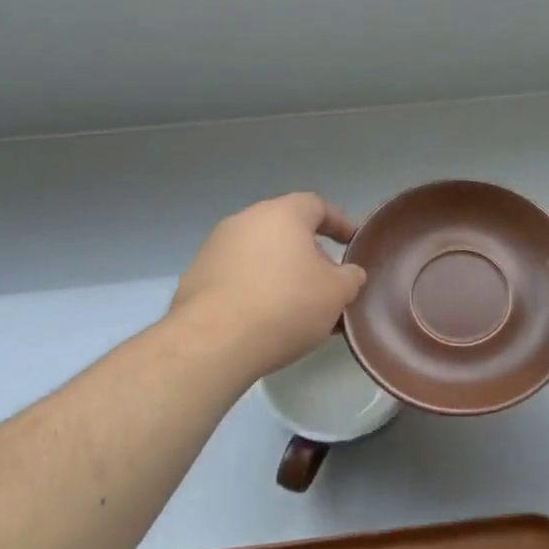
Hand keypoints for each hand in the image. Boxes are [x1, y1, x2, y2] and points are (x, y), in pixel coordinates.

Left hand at [171, 193, 366, 380]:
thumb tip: (349, 274)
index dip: (339, 223)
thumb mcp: (336, 293)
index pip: (316, 206)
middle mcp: (245, 221)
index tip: (352, 243)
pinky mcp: (196, 278)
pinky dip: (256, 290)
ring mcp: (215, 248)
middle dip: (310, 255)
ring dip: (282, 274)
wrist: (213, 342)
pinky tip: (267, 321)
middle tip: (327, 283)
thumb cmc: (285, 305)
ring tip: (299, 308)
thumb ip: (350, 277)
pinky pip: (238, 277)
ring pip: (261, 255)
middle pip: (286, 231)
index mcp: (281, 214)